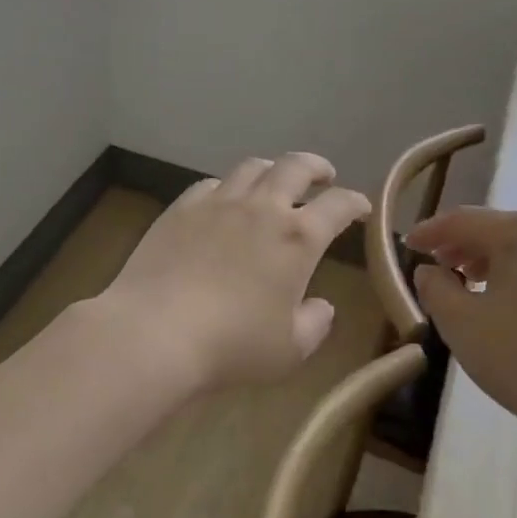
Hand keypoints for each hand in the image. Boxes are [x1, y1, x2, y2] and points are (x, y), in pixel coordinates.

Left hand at [101, 154, 370, 392]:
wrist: (155, 332)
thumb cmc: (232, 346)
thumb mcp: (289, 350)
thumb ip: (314, 324)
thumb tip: (321, 306)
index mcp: (298, 239)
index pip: (338, 205)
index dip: (355, 203)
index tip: (360, 207)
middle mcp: (262, 208)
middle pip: (295, 166)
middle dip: (316, 167)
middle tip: (323, 175)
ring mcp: (218, 203)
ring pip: (252, 167)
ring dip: (272, 169)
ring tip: (275, 180)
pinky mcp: (181, 209)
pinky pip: (211, 184)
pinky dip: (228, 187)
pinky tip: (224, 201)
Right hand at [408, 208, 516, 447]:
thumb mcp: (458, 322)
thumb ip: (434, 287)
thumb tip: (430, 271)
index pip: (464, 221)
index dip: (431, 231)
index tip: (409, 245)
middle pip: (504, 232)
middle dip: (468, 247)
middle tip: (443, 267)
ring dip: (503, 266)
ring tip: (482, 289)